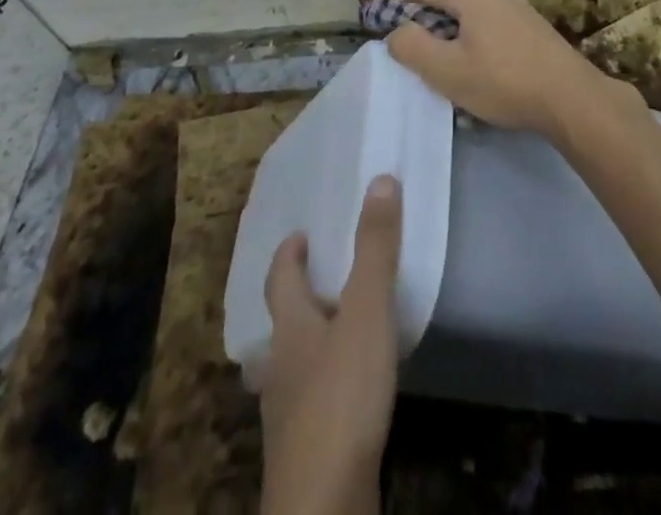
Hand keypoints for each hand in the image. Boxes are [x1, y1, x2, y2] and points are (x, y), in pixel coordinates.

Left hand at [257, 176, 402, 514]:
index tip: (298, 234)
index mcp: (290, 327)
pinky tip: (348, 393)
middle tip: (323, 278)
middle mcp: (281, 366)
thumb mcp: (366, 312)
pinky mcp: (305, 452)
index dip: (287, 254)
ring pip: (293, 364)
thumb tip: (381, 179)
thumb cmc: (341, 395)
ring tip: (338, 332)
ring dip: (311, 343)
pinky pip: (311, 402)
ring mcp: (288, 414)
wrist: (325, 505)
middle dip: (298, 298)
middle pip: (282, 323)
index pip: (279, 278)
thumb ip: (375, 249)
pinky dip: (325, 384)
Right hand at [384, 0, 631, 139]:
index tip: (380, 16)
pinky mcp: (535, 28)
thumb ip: (412, 46)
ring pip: (473, 12)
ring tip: (442, 56)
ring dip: (452, 29)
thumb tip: (396, 31)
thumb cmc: (503, 82)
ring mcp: (520, 7)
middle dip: (425, 16)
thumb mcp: (446, 70)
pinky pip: (493, 25)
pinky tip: (478, 64)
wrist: (572, 99)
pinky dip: (475, 36)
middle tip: (408, 42)